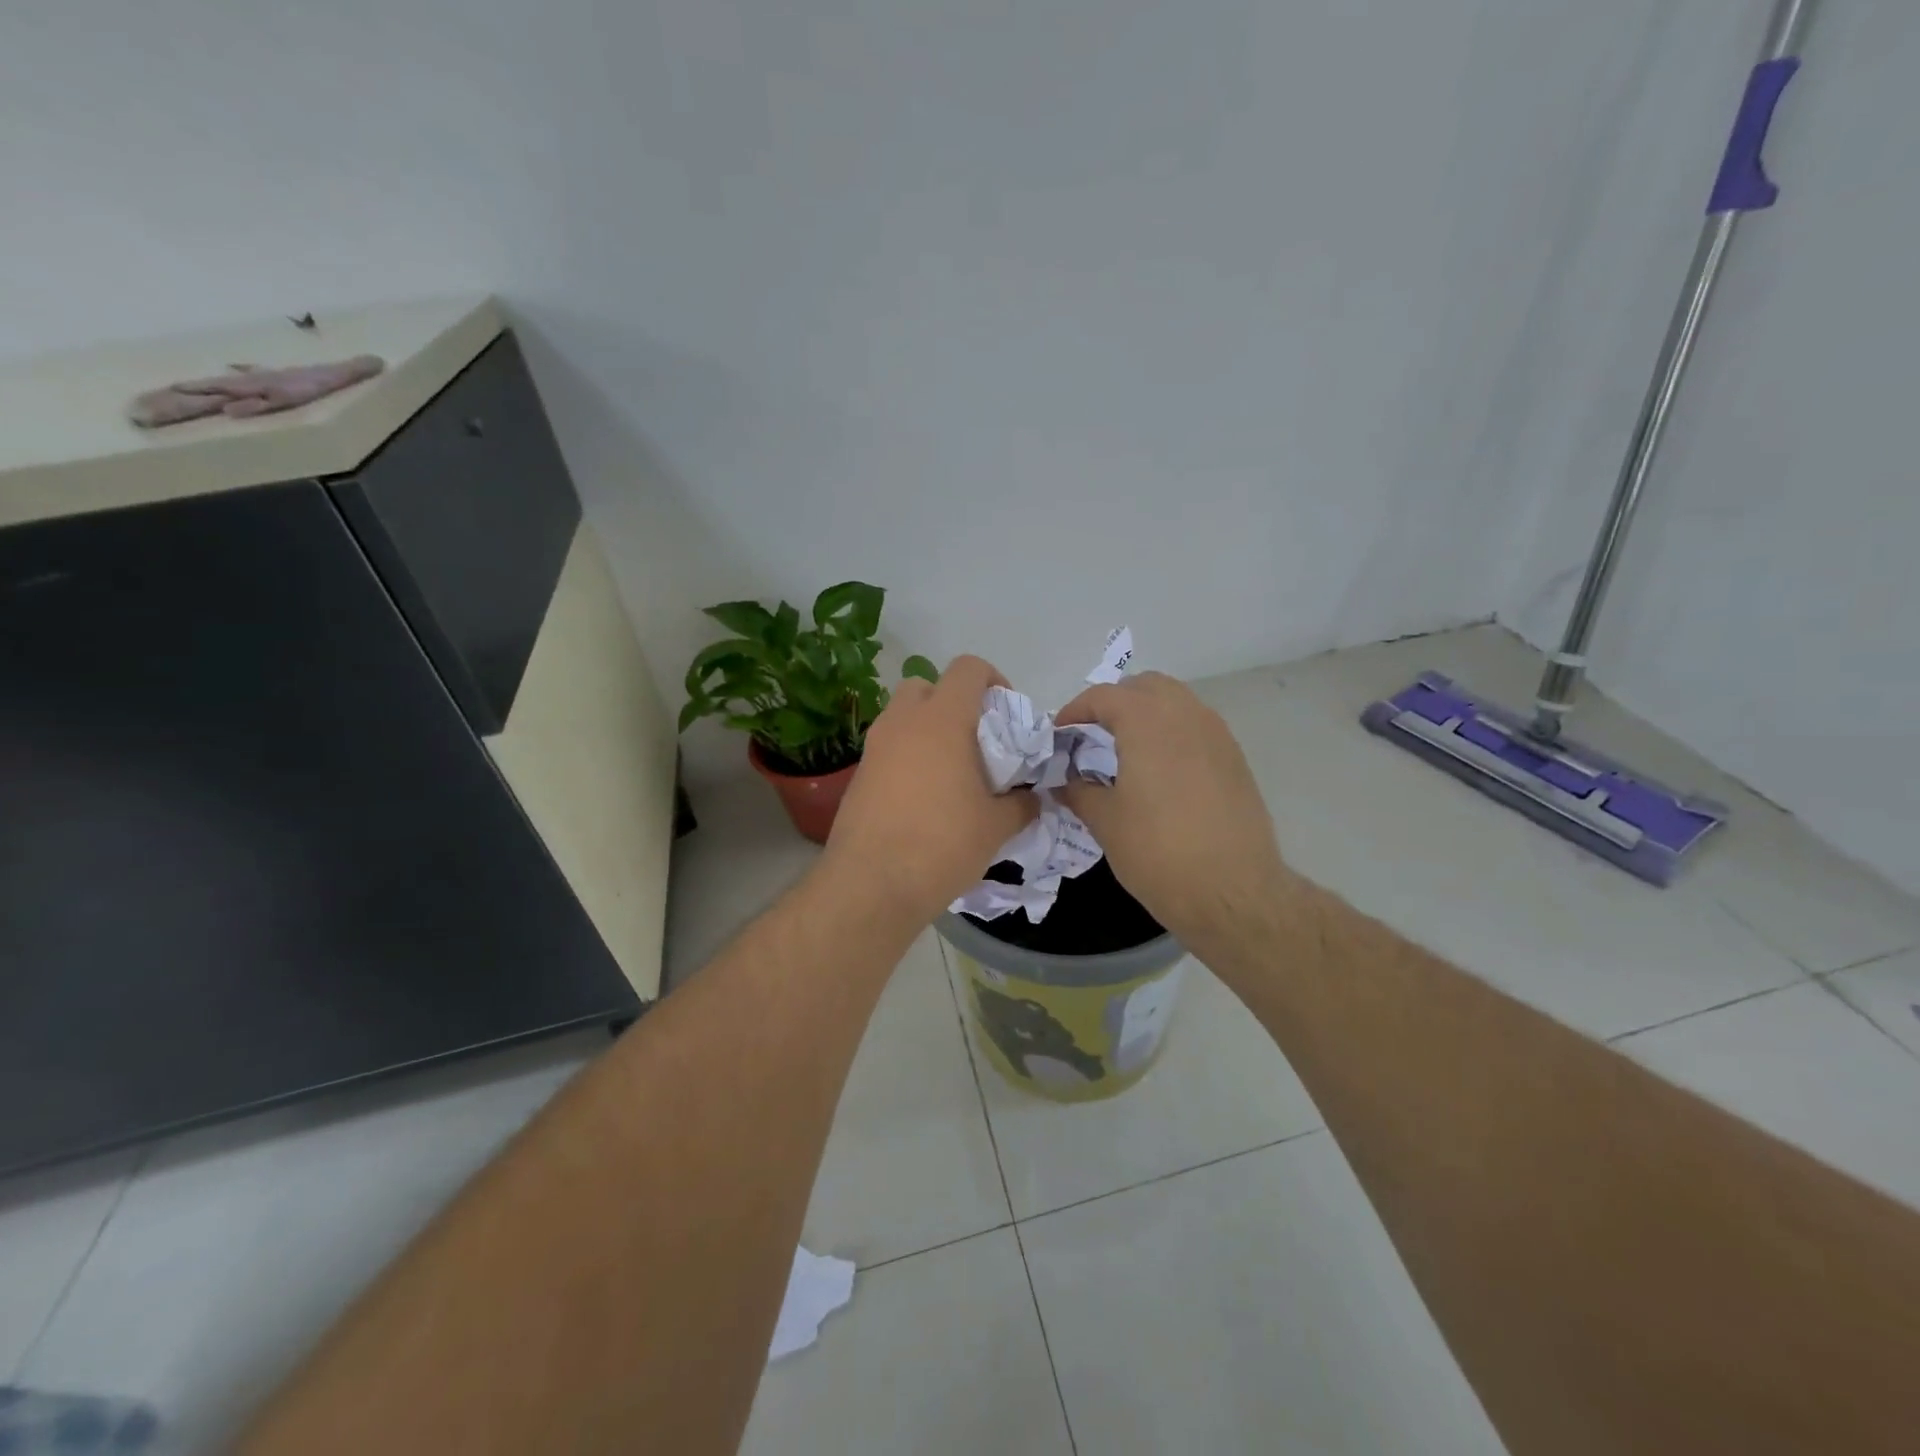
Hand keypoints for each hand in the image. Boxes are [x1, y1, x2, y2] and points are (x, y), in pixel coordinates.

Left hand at [823, 655, 1037, 925]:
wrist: (871, 885)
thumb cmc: (942, 844)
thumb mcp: (996, 826)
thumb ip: (1022, 804)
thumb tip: (1032, 798)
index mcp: (942, 720)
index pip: (968, 668)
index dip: (993, 679)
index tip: (1006, 714)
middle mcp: (903, 722)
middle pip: (926, 685)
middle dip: (952, 702)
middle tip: (974, 741)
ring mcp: (874, 748)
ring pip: (902, 717)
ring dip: (927, 730)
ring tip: (950, 773)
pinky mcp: (858, 776)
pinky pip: (888, 749)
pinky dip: (907, 758)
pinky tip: (922, 799)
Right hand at [1056, 672, 1294, 958]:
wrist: (1232, 891)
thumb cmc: (1158, 852)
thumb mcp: (1105, 822)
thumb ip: (1079, 791)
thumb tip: (1063, 781)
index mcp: (1147, 722)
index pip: (1104, 696)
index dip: (1075, 711)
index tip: (1060, 735)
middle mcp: (1186, 715)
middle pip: (1145, 686)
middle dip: (1115, 702)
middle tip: (1093, 735)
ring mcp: (1217, 734)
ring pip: (1176, 702)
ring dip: (1147, 714)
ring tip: (1126, 751)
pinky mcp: (1235, 758)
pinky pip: (1197, 727)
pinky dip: (1172, 733)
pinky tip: (1161, 772)